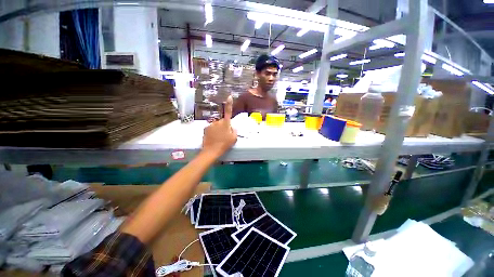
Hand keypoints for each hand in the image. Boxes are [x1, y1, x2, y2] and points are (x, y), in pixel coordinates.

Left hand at [202, 96, 237, 158]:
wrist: (211, 151)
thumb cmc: (224, 144)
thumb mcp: (234, 138)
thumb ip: (234, 131)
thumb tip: (232, 127)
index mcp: (225, 124)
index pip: (228, 112)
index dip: (229, 104)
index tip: (229, 96)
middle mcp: (218, 122)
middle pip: (223, 121)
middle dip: (224, 126)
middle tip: (225, 135)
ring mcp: (211, 125)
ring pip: (216, 125)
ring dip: (218, 129)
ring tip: (218, 138)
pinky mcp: (205, 128)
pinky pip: (211, 128)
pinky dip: (212, 131)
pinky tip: (213, 138)